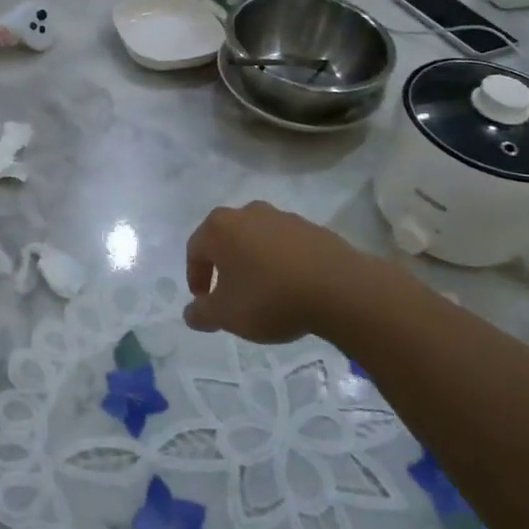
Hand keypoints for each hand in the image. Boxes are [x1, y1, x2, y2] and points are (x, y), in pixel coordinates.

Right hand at [185, 202, 369, 343]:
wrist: (338, 288)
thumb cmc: (270, 297)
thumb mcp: (227, 315)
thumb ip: (201, 313)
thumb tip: (190, 312)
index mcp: (220, 227)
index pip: (195, 249)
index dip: (196, 277)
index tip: (204, 301)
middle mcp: (248, 213)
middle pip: (226, 239)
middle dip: (224, 266)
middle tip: (230, 294)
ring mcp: (282, 217)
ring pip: (257, 239)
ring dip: (254, 262)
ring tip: (263, 292)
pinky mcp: (311, 228)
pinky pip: (286, 245)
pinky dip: (281, 262)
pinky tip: (291, 286)